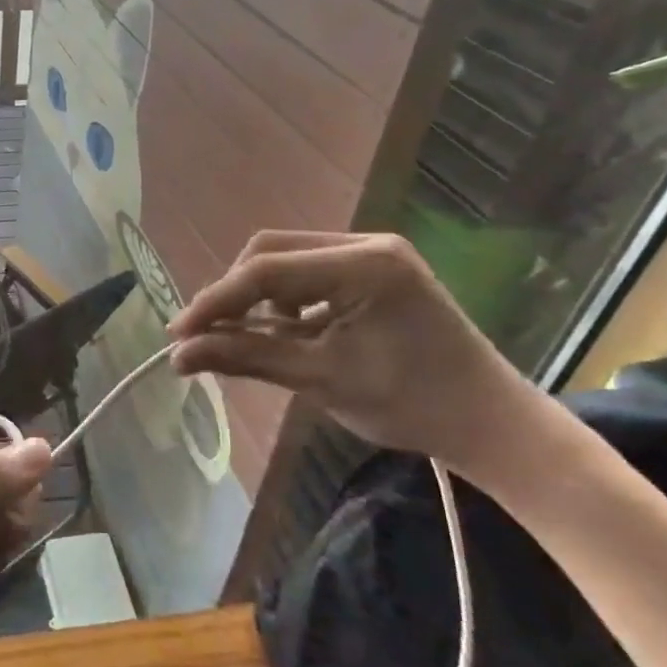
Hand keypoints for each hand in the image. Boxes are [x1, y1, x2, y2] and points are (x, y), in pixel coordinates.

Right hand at [167, 231, 534, 469]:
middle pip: (270, 252)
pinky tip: (283, 331)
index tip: (177, 334)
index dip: (215, 302)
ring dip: (256, 296)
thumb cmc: (410, 405)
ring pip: (285, 258)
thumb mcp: (320, 380)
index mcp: (363, 266)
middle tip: (206, 336)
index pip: (265, 272)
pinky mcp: (373, 268)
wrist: (489, 423)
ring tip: (243, 338)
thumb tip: (178, 355)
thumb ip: (246, 358)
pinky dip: (283, 299)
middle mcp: (366, 244)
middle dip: (233, 294)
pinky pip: (308, 270)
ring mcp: (372, 253)